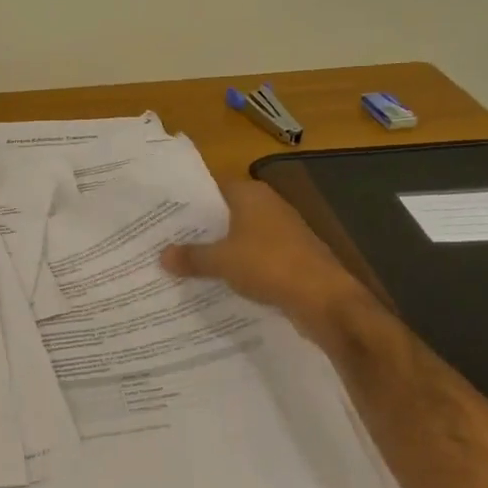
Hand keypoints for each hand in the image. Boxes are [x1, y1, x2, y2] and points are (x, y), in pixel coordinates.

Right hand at [160, 181, 371, 341]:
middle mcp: (268, 206)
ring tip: (185, 264)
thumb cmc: (269, 265)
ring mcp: (282, 232)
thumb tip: (162, 255)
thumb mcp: (222, 262)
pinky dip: (239, 266)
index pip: (212, 188)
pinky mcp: (291, 257)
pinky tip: (218, 282)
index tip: (164, 216)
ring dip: (220, 250)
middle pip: (226, 213)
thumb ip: (191, 257)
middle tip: (167, 242)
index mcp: (251, 194)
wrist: (325, 299)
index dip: (189, 202)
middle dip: (201, 229)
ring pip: (240, 237)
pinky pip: (255, 257)